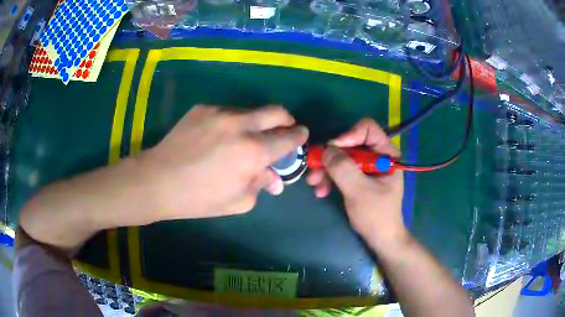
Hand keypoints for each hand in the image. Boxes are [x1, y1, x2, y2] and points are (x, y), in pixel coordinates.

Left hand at [142, 105, 307, 219]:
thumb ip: (262, 184)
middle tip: (283, 129)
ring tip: (245, 138)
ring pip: (251, 110)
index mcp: (253, 152)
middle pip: (276, 112)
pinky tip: (220, 137)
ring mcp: (220, 112)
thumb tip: (276, 177)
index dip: (298, 137)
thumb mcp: (238, 201)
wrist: (159, 180)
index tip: (301, 136)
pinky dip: (233, 122)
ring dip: (257, 122)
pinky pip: (228, 112)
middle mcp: (241, 125)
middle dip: (286, 120)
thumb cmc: (200, 198)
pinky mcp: (203, 108)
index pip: (287, 138)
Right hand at [306, 118, 405, 245]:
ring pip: (342, 158)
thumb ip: (343, 168)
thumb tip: (326, 149)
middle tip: (314, 168)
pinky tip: (321, 191)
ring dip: (326, 169)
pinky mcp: (358, 178)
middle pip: (350, 144)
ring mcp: (367, 167)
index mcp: (386, 154)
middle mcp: (377, 156)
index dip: (348, 134)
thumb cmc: (376, 216)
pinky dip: (330, 178)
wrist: (380, 239)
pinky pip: (341, 170)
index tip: (332, 149)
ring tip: (314, 184)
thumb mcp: (359, 191)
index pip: (368, 129)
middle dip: (331, 157)